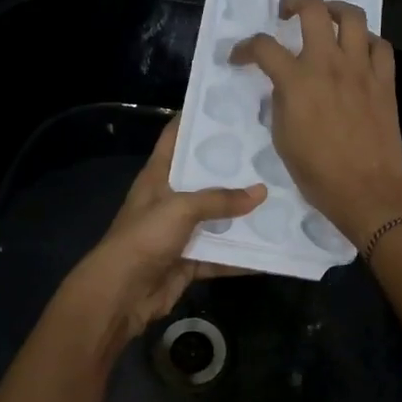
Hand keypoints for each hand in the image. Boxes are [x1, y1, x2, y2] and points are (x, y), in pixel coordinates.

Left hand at [65, 119, 264, 342]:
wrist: (122, 292)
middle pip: (203, 179)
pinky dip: (242, 255)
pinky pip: (221, 255)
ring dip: (242, 215)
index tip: (228, 109)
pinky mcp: (189, 261)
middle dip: (232, 170)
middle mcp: (169, 200)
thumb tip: (261, 192)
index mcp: (158, 176)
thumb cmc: (145, 237)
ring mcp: (179, 232)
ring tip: (279, 199)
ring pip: (216, 219)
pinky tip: (271, 248)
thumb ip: (220, 200)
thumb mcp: (181, 208)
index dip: (196, 120)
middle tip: (269, 152)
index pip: (175, 138)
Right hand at [232, 0, 401, 246]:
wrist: (367, 191)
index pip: (264, 47)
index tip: (240, 57)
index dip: (246, 48)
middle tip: (286, 12)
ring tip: (326, 17)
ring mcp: (361, 69)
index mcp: (297, 82)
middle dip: (294, 1)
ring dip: (334, 9)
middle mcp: (329, 64)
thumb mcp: (283, 138)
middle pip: (313, 10)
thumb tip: (285, 84)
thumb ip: (281, 102)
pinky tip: (358, 51)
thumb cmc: (318, 173)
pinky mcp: (385, 80)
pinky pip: (379, 45)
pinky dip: (366, 41)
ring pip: (352, 16)